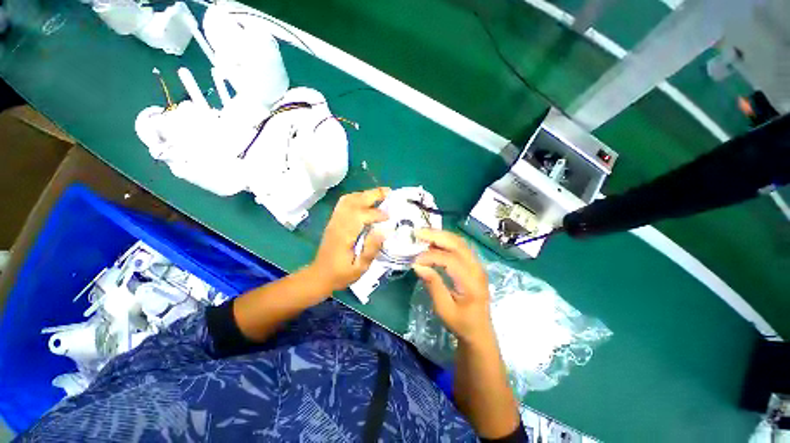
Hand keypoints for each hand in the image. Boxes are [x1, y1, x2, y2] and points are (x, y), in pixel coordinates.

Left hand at [308, 188, 389, 292]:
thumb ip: (371, 249)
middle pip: (354, 201)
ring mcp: (334, 220)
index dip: (377, 214)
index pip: (361, 215)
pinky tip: (367, 201)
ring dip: (365, 194)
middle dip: (373, 194)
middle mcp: (338, 223)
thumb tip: (385, 230)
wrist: (320, 275)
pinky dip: (357, 197)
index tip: (389, 217)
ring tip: (381, 195)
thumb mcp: (360, 267)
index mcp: (344, 235)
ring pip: (349, 199)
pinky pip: (345, 203)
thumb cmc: (341, 274)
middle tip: (389, 192)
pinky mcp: (334, 220)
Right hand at [412, 229, 493, 343]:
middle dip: (436, 235)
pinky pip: (460, 246)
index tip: (415, 261)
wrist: (479, 330)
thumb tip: (417, 265)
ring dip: (441, 235)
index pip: (450, 260)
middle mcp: (477, 268)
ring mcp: (477, 264)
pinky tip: (434, 242)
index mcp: (471, 282)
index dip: (430, 257)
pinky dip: (446, 241)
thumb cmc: (461, 322)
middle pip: (457, 244)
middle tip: (417, 232)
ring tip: (423, 234)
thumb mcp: (443, 308)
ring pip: (459, 242)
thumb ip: (433, 284)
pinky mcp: (474, 264)